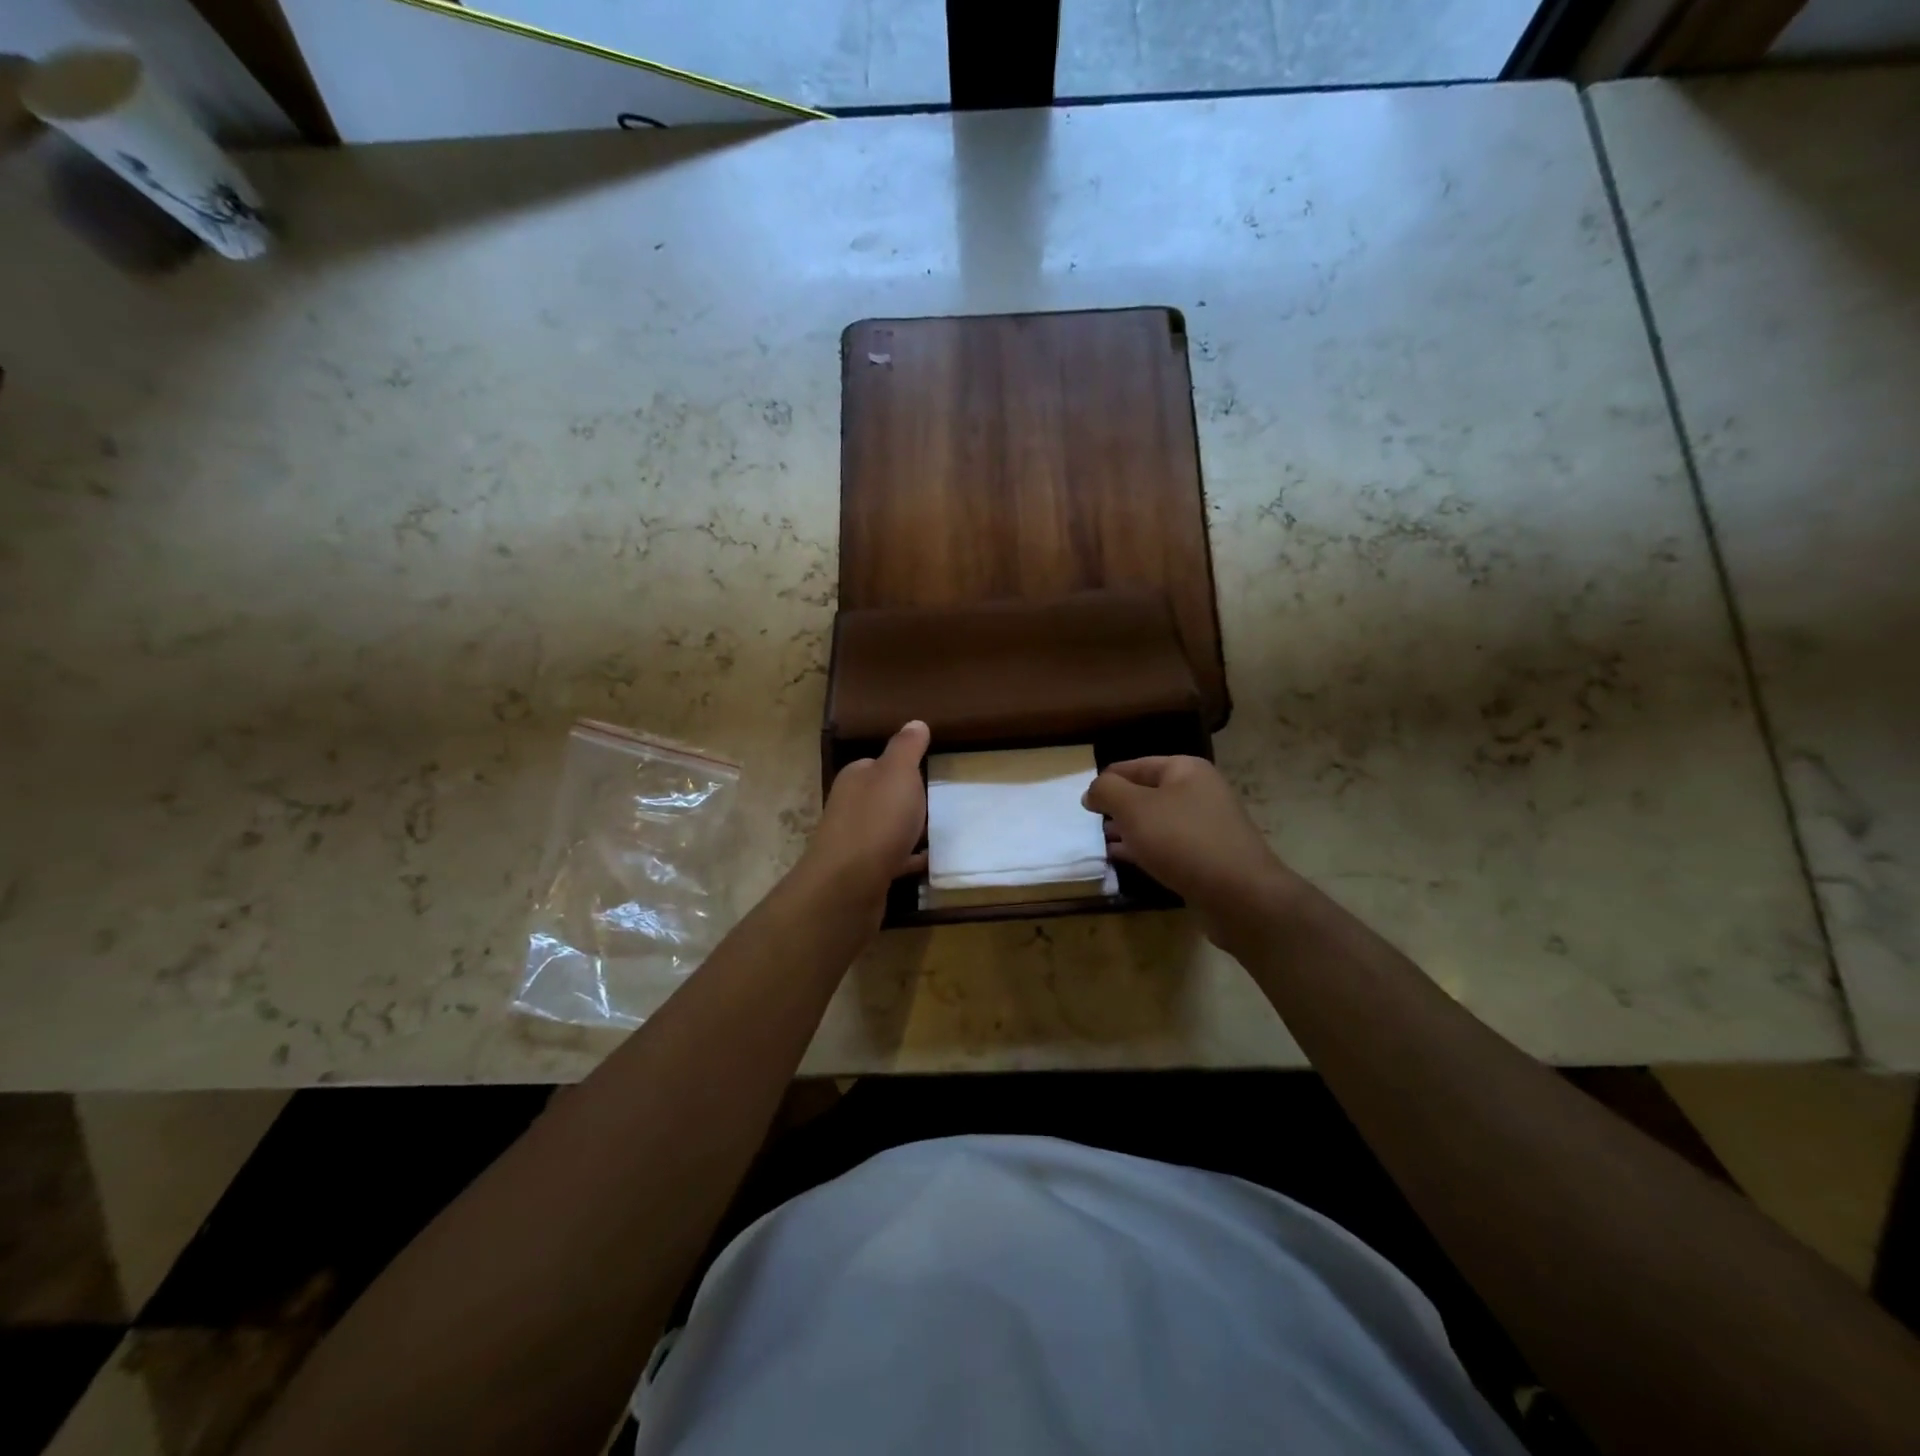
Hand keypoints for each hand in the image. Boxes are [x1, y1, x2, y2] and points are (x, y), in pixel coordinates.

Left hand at [797, 721, 929, 910]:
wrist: (849, 885)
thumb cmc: (876, 820)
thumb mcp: (898, 773)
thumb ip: (907, 748)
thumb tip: (915, 722)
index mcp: (856, 778)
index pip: (878, 764)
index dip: (902, 766)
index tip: (929, 771)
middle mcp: (850, 807)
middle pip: (883, 797)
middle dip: (907, 799)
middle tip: (941, 801)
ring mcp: (855, 842)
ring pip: (887, 829)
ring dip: (909, 829)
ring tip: (943, 830)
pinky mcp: (864, 873)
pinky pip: (893, 860)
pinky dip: (911, 859)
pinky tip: (932, 861)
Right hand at [1084, 756, 1297, 951]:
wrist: (1240, 894)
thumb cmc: (1182, 840)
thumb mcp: (1134, 808)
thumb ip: (1107, 791)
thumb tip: (1093, 790)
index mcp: (1185, 770)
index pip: (1135, 766)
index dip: (1107, 780)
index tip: (1083, 800)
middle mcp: (1199, 792)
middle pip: (1147, 793)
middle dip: (1117, 807)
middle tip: (1089, 823)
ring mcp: (1206, 826)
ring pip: (1157, 822)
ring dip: (1129, 830)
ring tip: (1100, 842)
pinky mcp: (1208, 857)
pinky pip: (1168, 846)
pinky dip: (1144, 850)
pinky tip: (1121, 860)